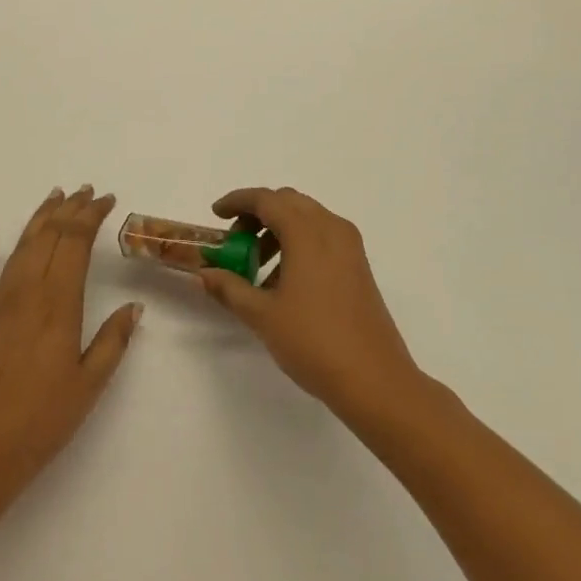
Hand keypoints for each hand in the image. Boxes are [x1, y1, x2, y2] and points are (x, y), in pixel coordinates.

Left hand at [0, 186, 141, 508]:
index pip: (76, 243)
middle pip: (51, 236)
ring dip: (40, 218)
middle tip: (86, 191)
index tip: (107, 200)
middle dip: (71, 209)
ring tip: (55, 197)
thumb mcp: (88, 386)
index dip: (92, 216)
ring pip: (22, 245)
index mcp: (59, 303)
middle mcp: (27, 291)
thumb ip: (112, 341)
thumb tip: (134, 305)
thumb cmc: (40, 422)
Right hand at [198, 187, 421, 421]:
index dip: (237, 201)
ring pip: (307, 218)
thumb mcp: (262, 316)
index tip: (217, 215)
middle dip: (258, 215)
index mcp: (306, 231)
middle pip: (288, 202)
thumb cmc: (314, 341)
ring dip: (278, 230)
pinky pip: (322, 236)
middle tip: (235, 243)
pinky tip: (285, 282)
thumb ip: (230, 288)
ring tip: (257, 269)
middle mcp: (331, 227)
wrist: (375, 380)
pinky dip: (299, 243)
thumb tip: (205, 274)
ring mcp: (349, 245)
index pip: (266, 199)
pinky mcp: (359, 265)